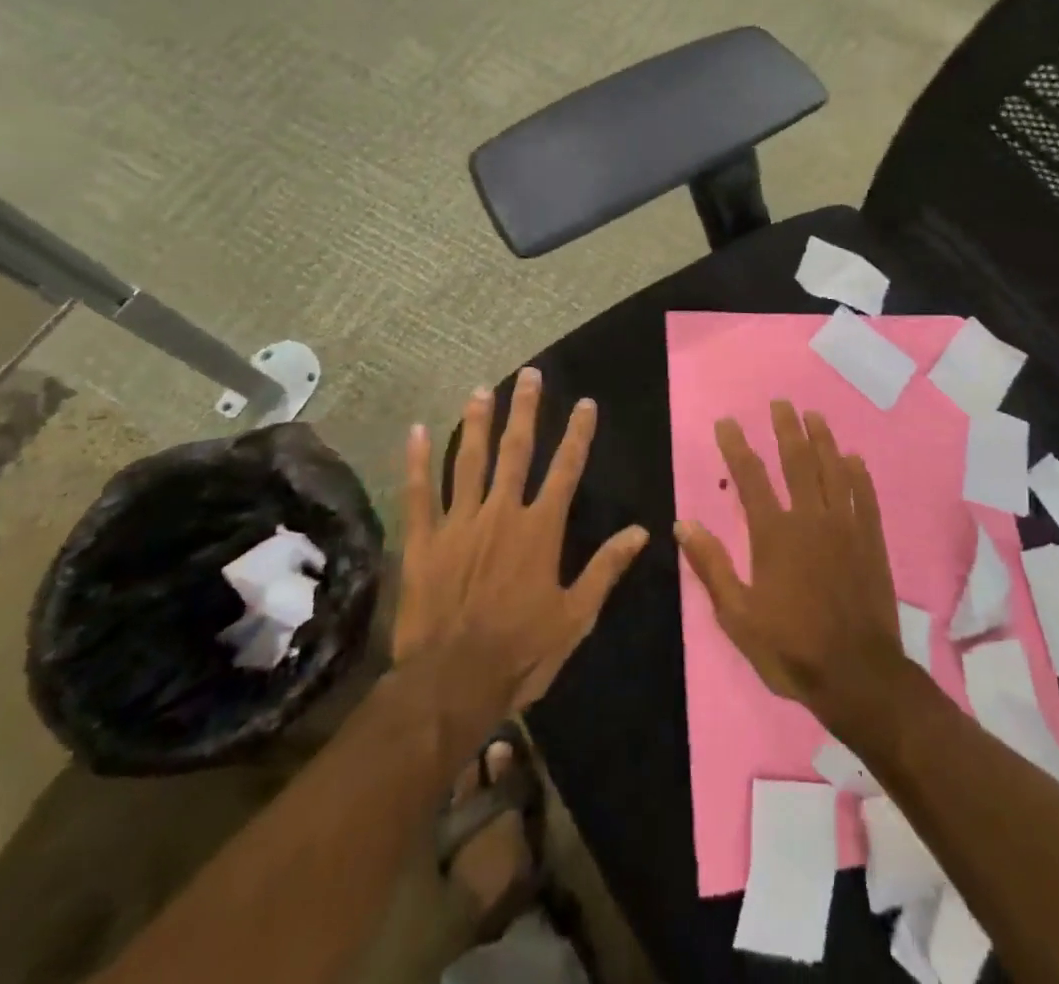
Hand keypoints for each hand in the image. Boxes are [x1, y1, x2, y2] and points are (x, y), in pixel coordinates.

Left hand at [391, 368, 648, 746]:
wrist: (451, 684)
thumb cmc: (521, 651)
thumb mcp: (576, 616)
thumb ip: (606, 568)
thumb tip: (642, 531)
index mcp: (540, 529)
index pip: (566, 469)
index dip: (578, 434)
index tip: (585, 403)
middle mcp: (501, 513)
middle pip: (516, 452)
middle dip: (525, 411)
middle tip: (529, 375)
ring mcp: (459, 523)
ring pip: (469, 461)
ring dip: (477, 423)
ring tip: (481, 390)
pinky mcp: (424, 541)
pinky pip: (418, 493)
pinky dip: (417, 462)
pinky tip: (416, 432)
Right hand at [675, 401, 908, 737]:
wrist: (858, 675)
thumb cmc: (791, 648)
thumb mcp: (738, 617)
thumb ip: (712, 566)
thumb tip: (683, 525)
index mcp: (774, 534)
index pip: (750, 478)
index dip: (736, 446)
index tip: (727, 422)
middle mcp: (811, 518)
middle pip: (797, 461)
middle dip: (786, 429)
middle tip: (780, 403)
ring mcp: (846, 526)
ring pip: (833, 470)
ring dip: (823, 439)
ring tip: (814, 415)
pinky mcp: (872, 539)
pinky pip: (865, 495)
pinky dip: (858, 473)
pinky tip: (853, 458)